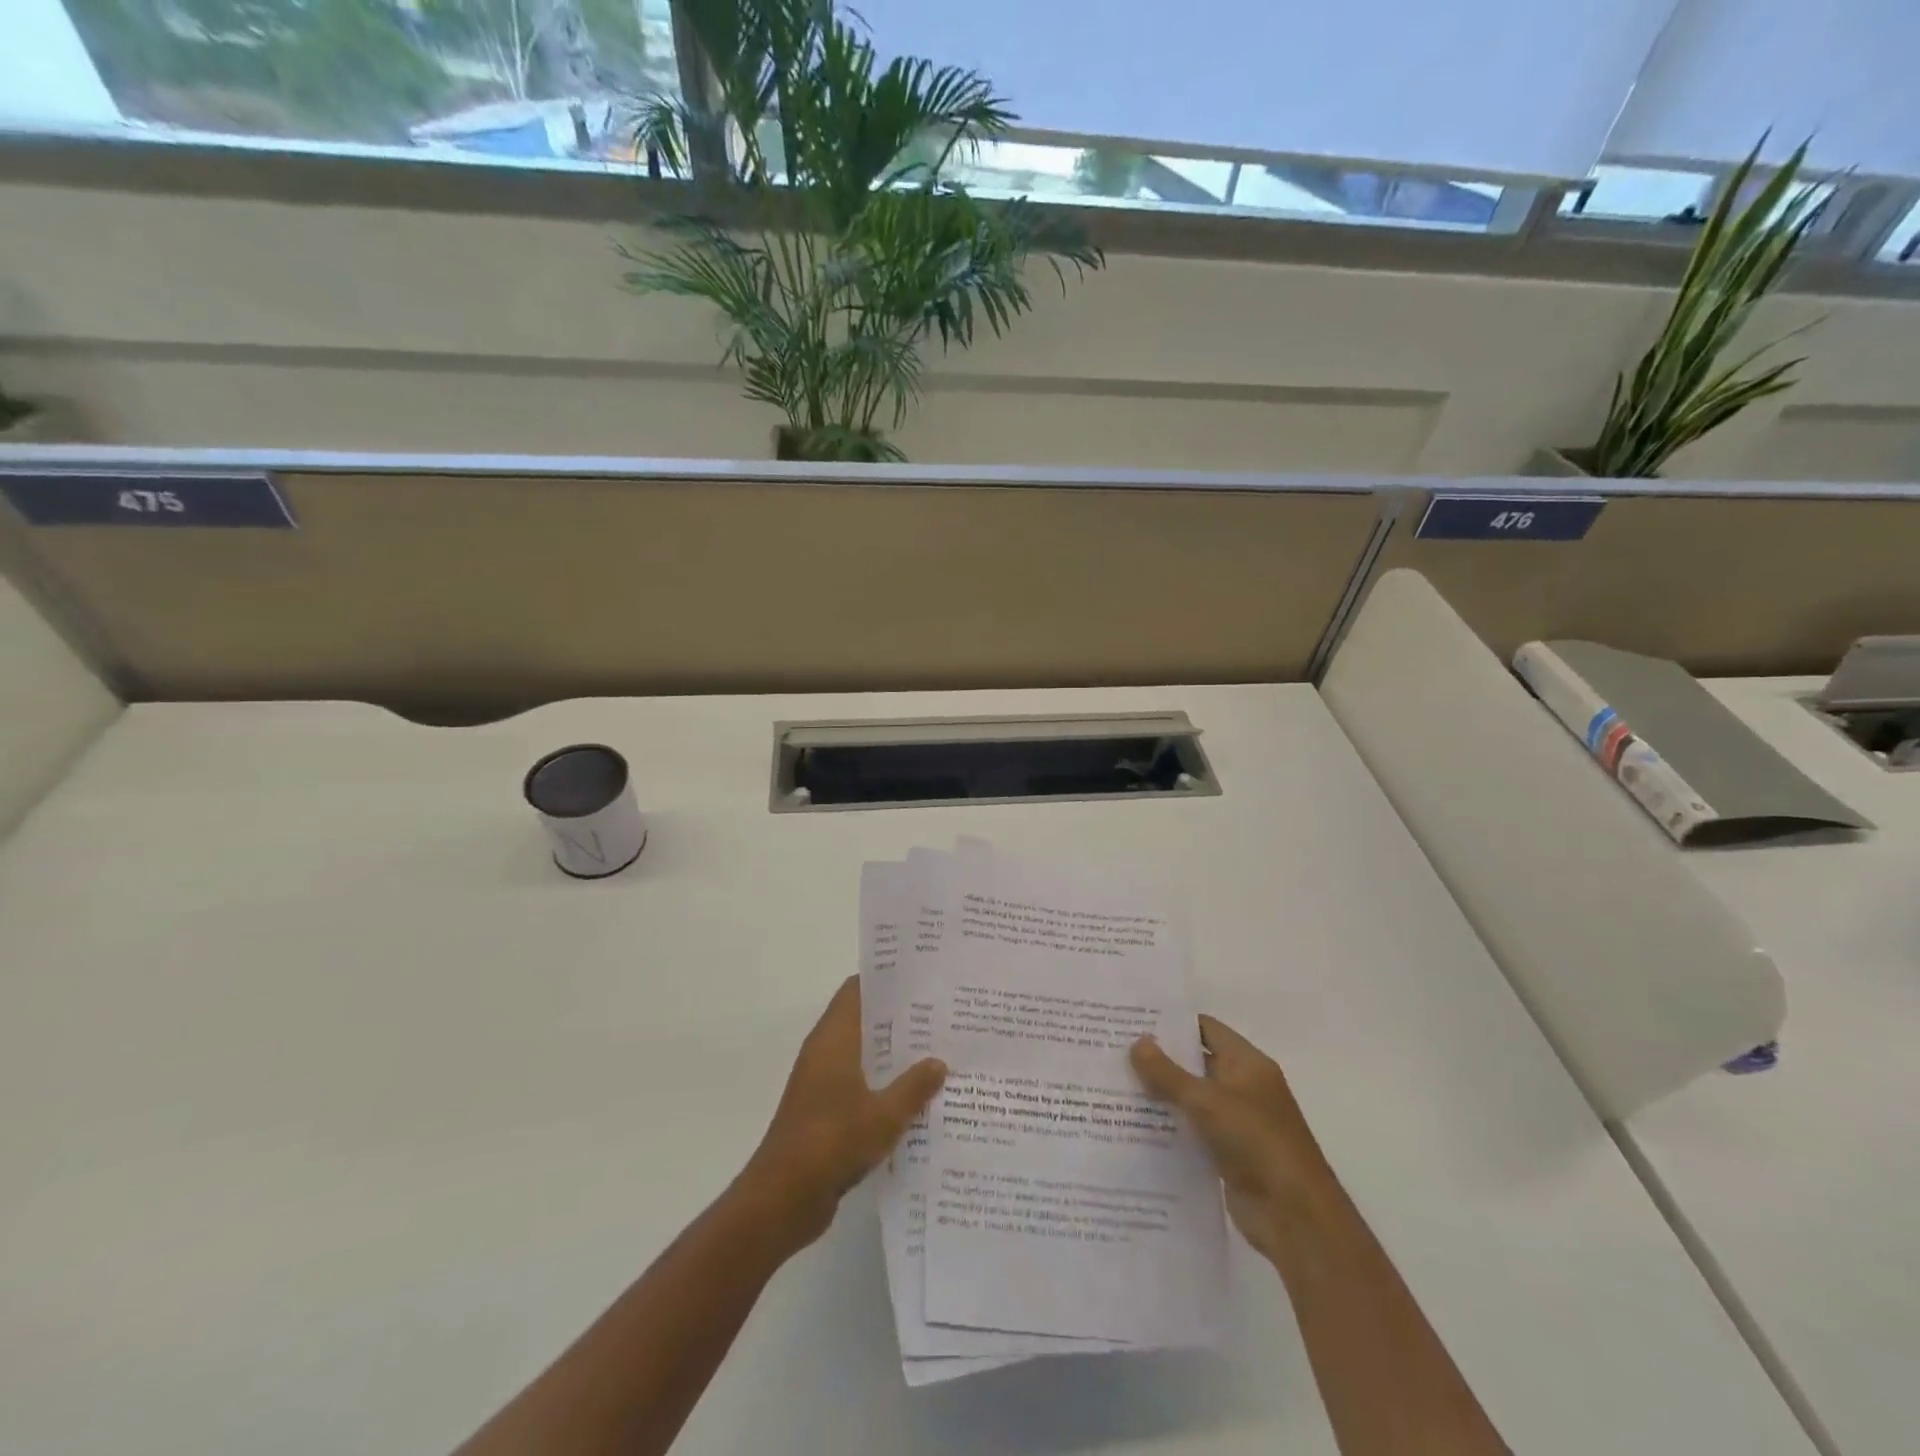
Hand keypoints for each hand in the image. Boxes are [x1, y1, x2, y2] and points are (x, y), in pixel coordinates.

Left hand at [740, 977, 946, 1251]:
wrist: (783, 1198)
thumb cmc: (832, 1142)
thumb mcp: (885, 1115)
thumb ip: (914, 1086)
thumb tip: (938, 1061)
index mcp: (834, 1038)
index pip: (857, 990)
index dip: (886, 980)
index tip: (921, 979)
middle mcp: (825, 1052)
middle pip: (863, 1020)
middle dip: (898, 1018)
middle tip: (940, 1016)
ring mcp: (821, 1083)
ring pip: (862, 1055)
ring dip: (892, 1055)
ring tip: (936, 1053)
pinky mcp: (823, 1111)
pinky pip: (858, 1084)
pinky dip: (882, 1084)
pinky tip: (914, 1098)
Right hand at [1131, 1015, 1333, 1262]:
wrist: (1295, 1217)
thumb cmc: (1256, 1142)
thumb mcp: (1207, 1102)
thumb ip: (1169, 1073)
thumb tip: (1138, 1042)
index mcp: (1247, 1064)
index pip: (1206, 1029)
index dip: (1173, 1023)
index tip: (1134, 1020)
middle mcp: (1243, 1087)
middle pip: (1196, 1062)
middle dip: (1160, 1058)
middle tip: (1116, 1051)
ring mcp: (1237, 1122)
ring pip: (1192, 1099)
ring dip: (1161, 1095)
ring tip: (1116, 1085)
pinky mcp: (1228, 1154)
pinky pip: (1193, 1131)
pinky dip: (1170, 1127)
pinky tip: (1135, 1126)